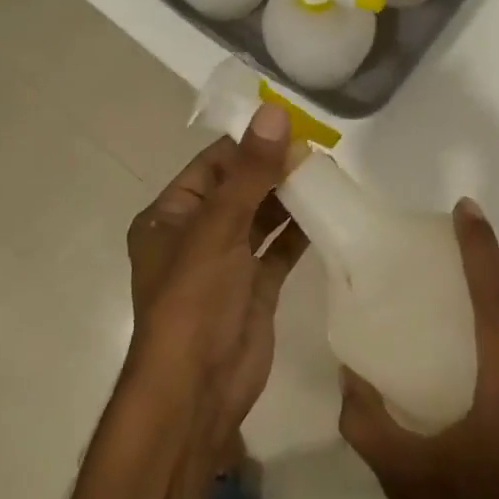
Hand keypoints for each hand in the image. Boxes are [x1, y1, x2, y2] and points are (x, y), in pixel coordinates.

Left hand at [122, 104, 307, 446]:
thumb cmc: (194, 300)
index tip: (292, 124)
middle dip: (274, 171)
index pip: (212, 165)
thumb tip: (274, 112)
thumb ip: (249, 173)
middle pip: (239, 190)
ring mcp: (226, 264)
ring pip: (261, 220)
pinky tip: (328, 213)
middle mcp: (195, 236)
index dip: (249, 144)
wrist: (199, 387)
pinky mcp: (254, 289)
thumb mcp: (217, 228)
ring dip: (290, 199)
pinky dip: (299, 233)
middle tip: (320, 150)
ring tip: (329, 174)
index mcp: (169, 217)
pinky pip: (278, 251)